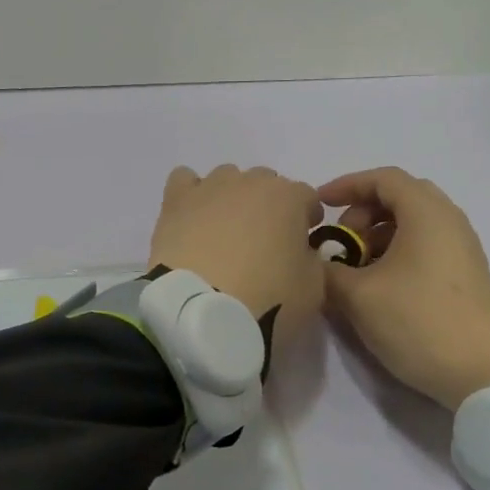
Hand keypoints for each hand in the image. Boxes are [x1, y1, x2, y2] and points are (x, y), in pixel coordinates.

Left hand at [148, 165, 326, 324]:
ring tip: (223, 232)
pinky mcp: (176, 201)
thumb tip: (300, 253)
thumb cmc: (267, 300)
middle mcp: (250, 182)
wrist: (203, 311)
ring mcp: (210, 187)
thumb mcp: (313, 289)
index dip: (307, 218)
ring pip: (227, 178)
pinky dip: (191, 195)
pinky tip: (192, 218)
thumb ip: (312, 261)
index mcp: (290, 198)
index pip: (307, 197)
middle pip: (266, 183)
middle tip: (262, 242)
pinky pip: (184, 180)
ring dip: (231, 198)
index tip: (302, 242)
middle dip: (268, 206)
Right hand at [318, 167, 489, 409]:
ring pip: (412, 224)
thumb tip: (319, 263)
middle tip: (340, 241)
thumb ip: (328, 271)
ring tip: (354, 268)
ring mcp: (461, 248)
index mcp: (426, 213)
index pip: (383, 178)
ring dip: (378, 235)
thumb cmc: (418, 321)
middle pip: (400, 197)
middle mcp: (448, 221)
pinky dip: (396, 252)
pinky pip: (425, 246)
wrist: (483, 371)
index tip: (319, 205)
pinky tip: (378, 285)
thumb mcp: (359, 296)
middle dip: (362, 212)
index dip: (346, 185)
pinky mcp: (464, 275)